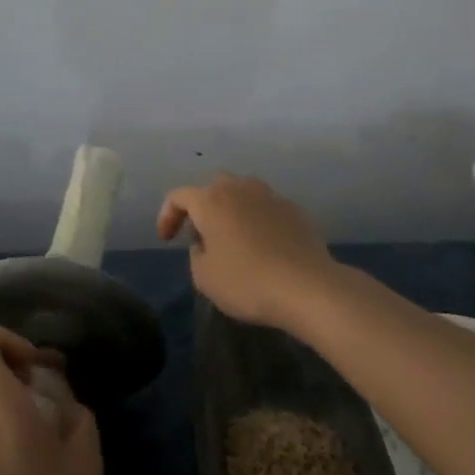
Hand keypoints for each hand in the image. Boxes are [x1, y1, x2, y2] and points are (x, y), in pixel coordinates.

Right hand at [157, 174, 339, 331]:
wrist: (307, 287)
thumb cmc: (247, 282)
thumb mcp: (204, 277)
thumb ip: (196, 254)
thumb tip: (205, 243)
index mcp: (211, 200)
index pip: (178, 196)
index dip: (167, 216)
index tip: (167, 240)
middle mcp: (240, 188)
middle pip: (213, 187)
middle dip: (202, 207)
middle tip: (201, 236)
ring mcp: (270, 196)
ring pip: (242, 193)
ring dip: (232, 210)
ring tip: (233, 239)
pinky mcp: (294, 210)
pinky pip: (266, 208)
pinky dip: (257, 221)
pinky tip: (263, 247)